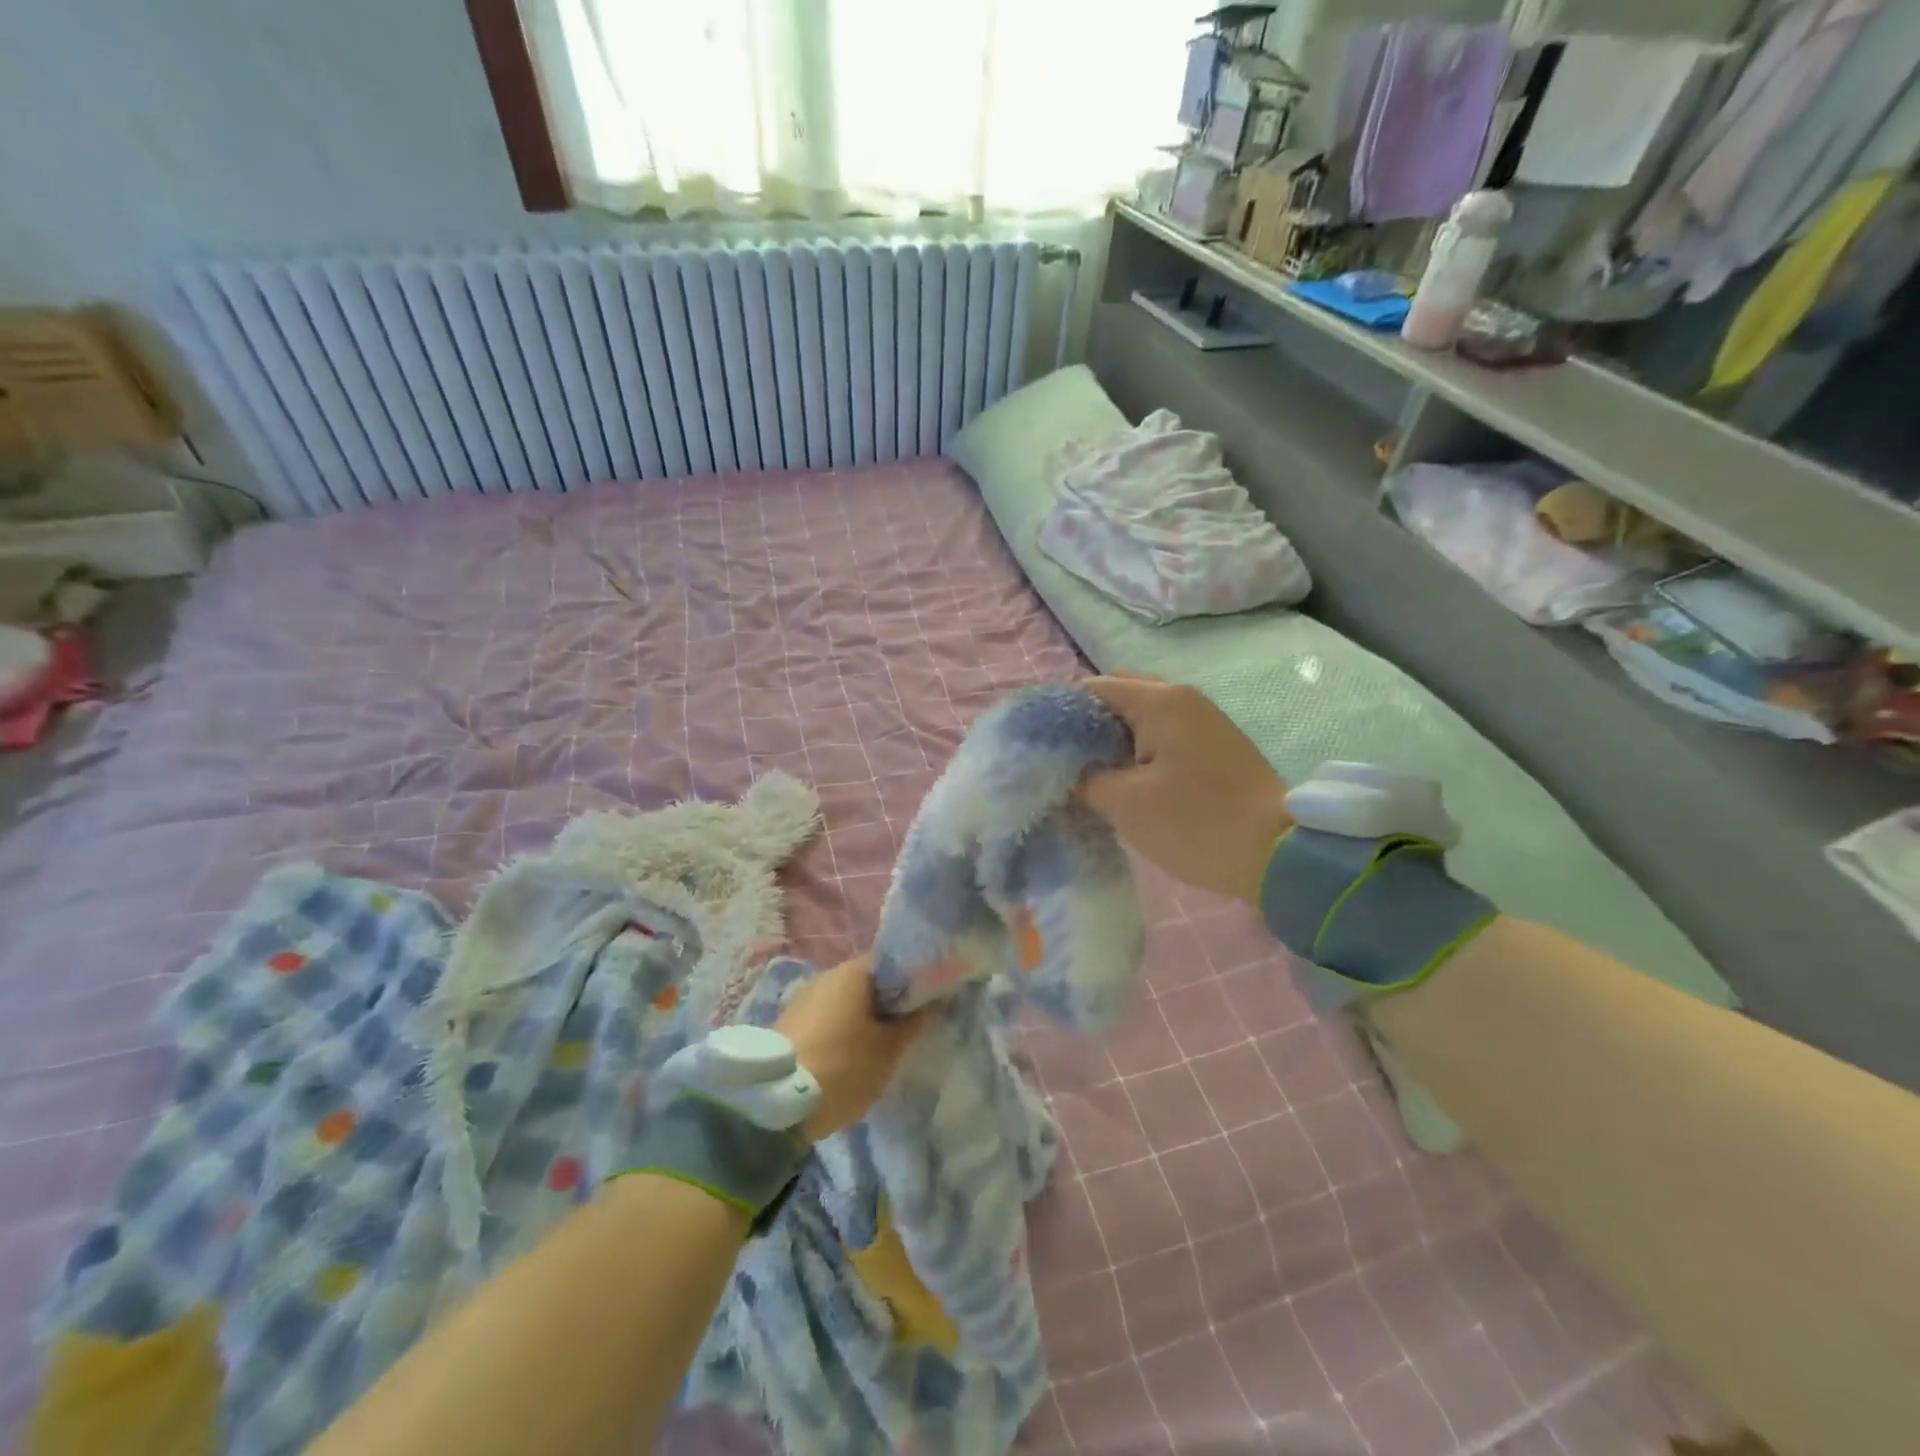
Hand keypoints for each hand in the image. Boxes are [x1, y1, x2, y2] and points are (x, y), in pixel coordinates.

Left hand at [775, 954, 927, 1140]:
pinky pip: (826, 1020)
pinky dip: (841, 1032)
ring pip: (845, 1003)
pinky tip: (849, 1058)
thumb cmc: (842, 1067)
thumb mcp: (889, 1050)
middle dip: (887, 1003)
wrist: (774, 1104)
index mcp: (853, 971)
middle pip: (867, 983)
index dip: (913, 979)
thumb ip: (913, 1022)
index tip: (927, 1001)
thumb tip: (934, 1001)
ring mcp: (804, 1000)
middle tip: (907, 1029)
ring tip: (880, 1048)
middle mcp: (826, 976)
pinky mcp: (788, 1025)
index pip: (892, 962)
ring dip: (863, 1020)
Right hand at [1079, 675, 1292, 905]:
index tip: (1038, 747)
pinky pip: (1162, 738)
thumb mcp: (1125, 803)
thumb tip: (1062, 768)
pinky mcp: (1214, 747)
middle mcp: (1182, 699)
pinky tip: (1122, 784)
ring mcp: (1203, 722)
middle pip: (1117, 699)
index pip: (1092, 689)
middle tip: (1062, 764)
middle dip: (1085, 729)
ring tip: (1086, 777)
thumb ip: (1084, 778)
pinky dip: (1136, 753)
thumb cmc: (1196, 822)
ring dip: (1111, 743)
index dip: (1059, 715)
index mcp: (1160, 701)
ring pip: (1140, 721)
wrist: (1280, 854)